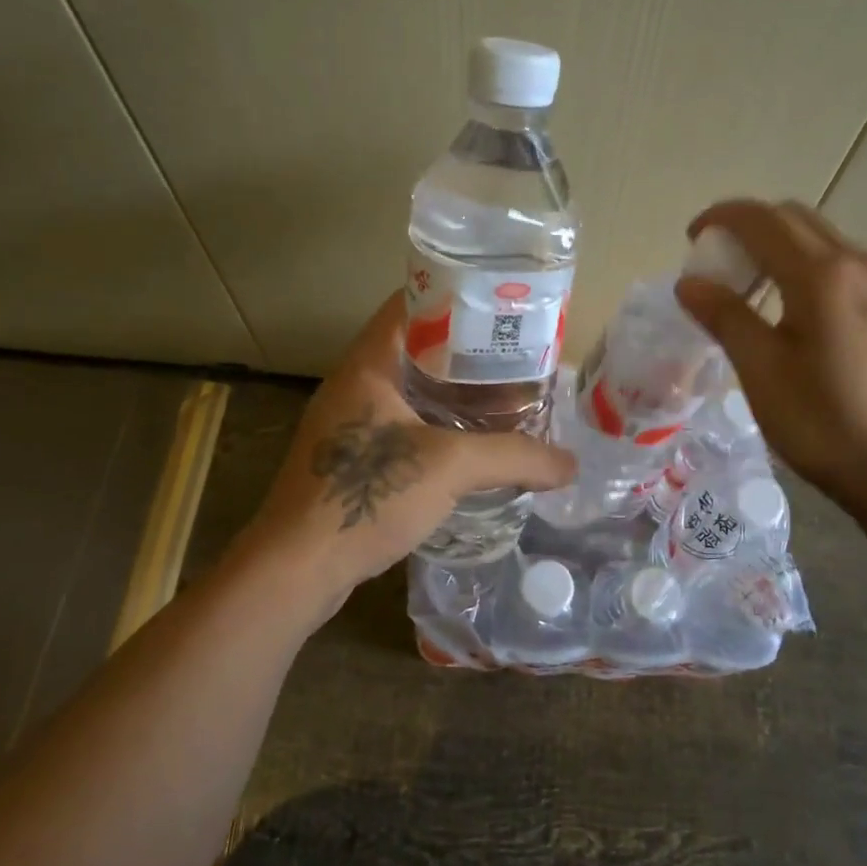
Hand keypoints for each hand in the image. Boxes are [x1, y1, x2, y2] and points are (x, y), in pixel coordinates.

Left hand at [237, 293, 576, 626]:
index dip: (457, 295)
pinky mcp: (350, 461)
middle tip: (516, 356)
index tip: (502, 306)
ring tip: (504, 397)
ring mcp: (348, 424)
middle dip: (466, 350)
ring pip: (410, 391)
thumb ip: (514, 458)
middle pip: (415, 347)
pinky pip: (402, 427)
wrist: (296, 569)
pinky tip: (470, 446)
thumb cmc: (366, 496)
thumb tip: (570, 464)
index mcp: (367, 364)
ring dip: (452, 392)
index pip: (411, 303)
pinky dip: (437, 427)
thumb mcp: (450, 467)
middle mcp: (354, 385)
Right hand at [675, 199, 866, 517]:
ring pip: (830, 244)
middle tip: (723, 268)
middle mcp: (863, 265)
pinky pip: (855, 271)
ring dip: (786, 251)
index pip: (762, 220)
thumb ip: (725, 317)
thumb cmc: (827, 425)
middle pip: (798, 220)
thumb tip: (690, 283)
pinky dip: (818, 273)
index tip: (693, 238)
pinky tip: (810, 322)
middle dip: (752, 229)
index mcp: (822, 276)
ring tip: (762, 296)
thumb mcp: (762, 373)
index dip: (721, 217)